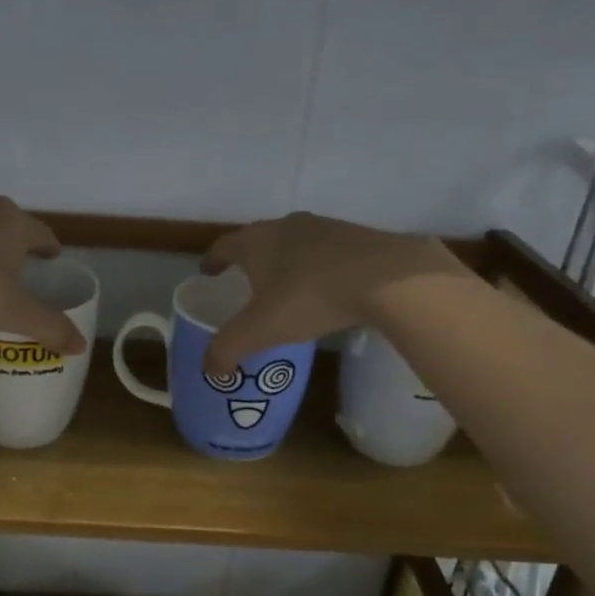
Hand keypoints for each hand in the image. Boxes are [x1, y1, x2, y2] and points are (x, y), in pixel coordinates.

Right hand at [199, 212, 462, 374]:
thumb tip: (210, 369)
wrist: (386, 277)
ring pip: (294, 243)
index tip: (208, 272)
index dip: (212, 261)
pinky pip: (325, 252)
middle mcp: (285, 226)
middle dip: (249, 260)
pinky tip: (326, 287)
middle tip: (245, 282)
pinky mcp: (357, 237)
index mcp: (255, 242)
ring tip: (286, 287)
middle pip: (258, 239)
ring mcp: (324, 227)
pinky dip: (317, 266)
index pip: (223, 246)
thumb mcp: (260, 330)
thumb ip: (227, 349)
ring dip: (284, 261)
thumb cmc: (309, 297)